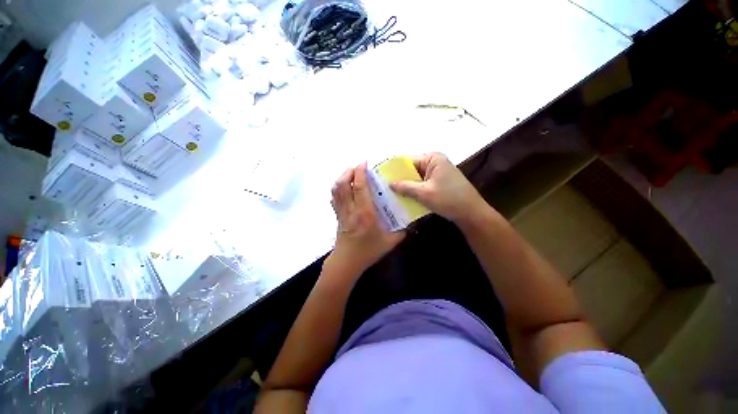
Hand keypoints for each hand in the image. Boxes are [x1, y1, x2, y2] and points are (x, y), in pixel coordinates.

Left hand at [327, 163, 404, 276]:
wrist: (347, 262)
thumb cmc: (368, 251)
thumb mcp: (389, 242)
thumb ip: (401, 232)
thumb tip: (410, 222)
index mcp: (365, 213)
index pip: (358, 187)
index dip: (359, 172)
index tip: (364, 163)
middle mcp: (351, 209)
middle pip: (343, 184)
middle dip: (349, 171)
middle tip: (358, 167)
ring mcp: (342, 212)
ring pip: (336, 190)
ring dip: (342, 178)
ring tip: (351, 174)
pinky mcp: (338, 216)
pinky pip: (334, 198)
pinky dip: (337, 189)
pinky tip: (344, 188)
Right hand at [390, 152, 486, 223]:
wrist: (471, 213)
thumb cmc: (449, 199)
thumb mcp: (424, 193)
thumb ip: (405, 187)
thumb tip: (389, 183)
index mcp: (432, 158)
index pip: (408, 161)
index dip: (395, 170)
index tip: (383, 179)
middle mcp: (435, 162)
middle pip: (412, 169)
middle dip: (400, 180)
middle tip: (385, 189)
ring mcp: (438, 173)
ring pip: (416, 178)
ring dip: (407, 187)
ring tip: (392, 195)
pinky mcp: (439, 183)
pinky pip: (422, 184)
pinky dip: (415, 191)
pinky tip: (405, 198)